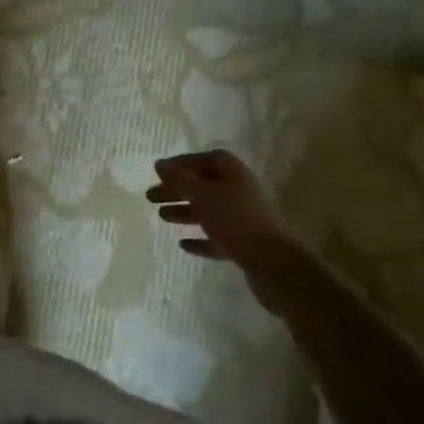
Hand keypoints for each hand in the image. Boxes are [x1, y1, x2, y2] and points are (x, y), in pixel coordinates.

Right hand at [147, 150, 296, 269]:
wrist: (272, 264)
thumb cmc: (235, 220)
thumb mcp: (202, 195)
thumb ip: (179, 179)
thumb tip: (160, 164)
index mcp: (234, 173)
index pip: (207, 159)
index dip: (183, 163)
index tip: (160, 172)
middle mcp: (241, 191)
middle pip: (205, 185)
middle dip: (178, 189)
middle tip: (151, 197)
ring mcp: (244, 219)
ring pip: (209, 211)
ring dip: (186, 212)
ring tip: (162, 217)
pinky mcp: (244, 244)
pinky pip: (217, 237)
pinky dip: (200, 239)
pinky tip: (183, 245)